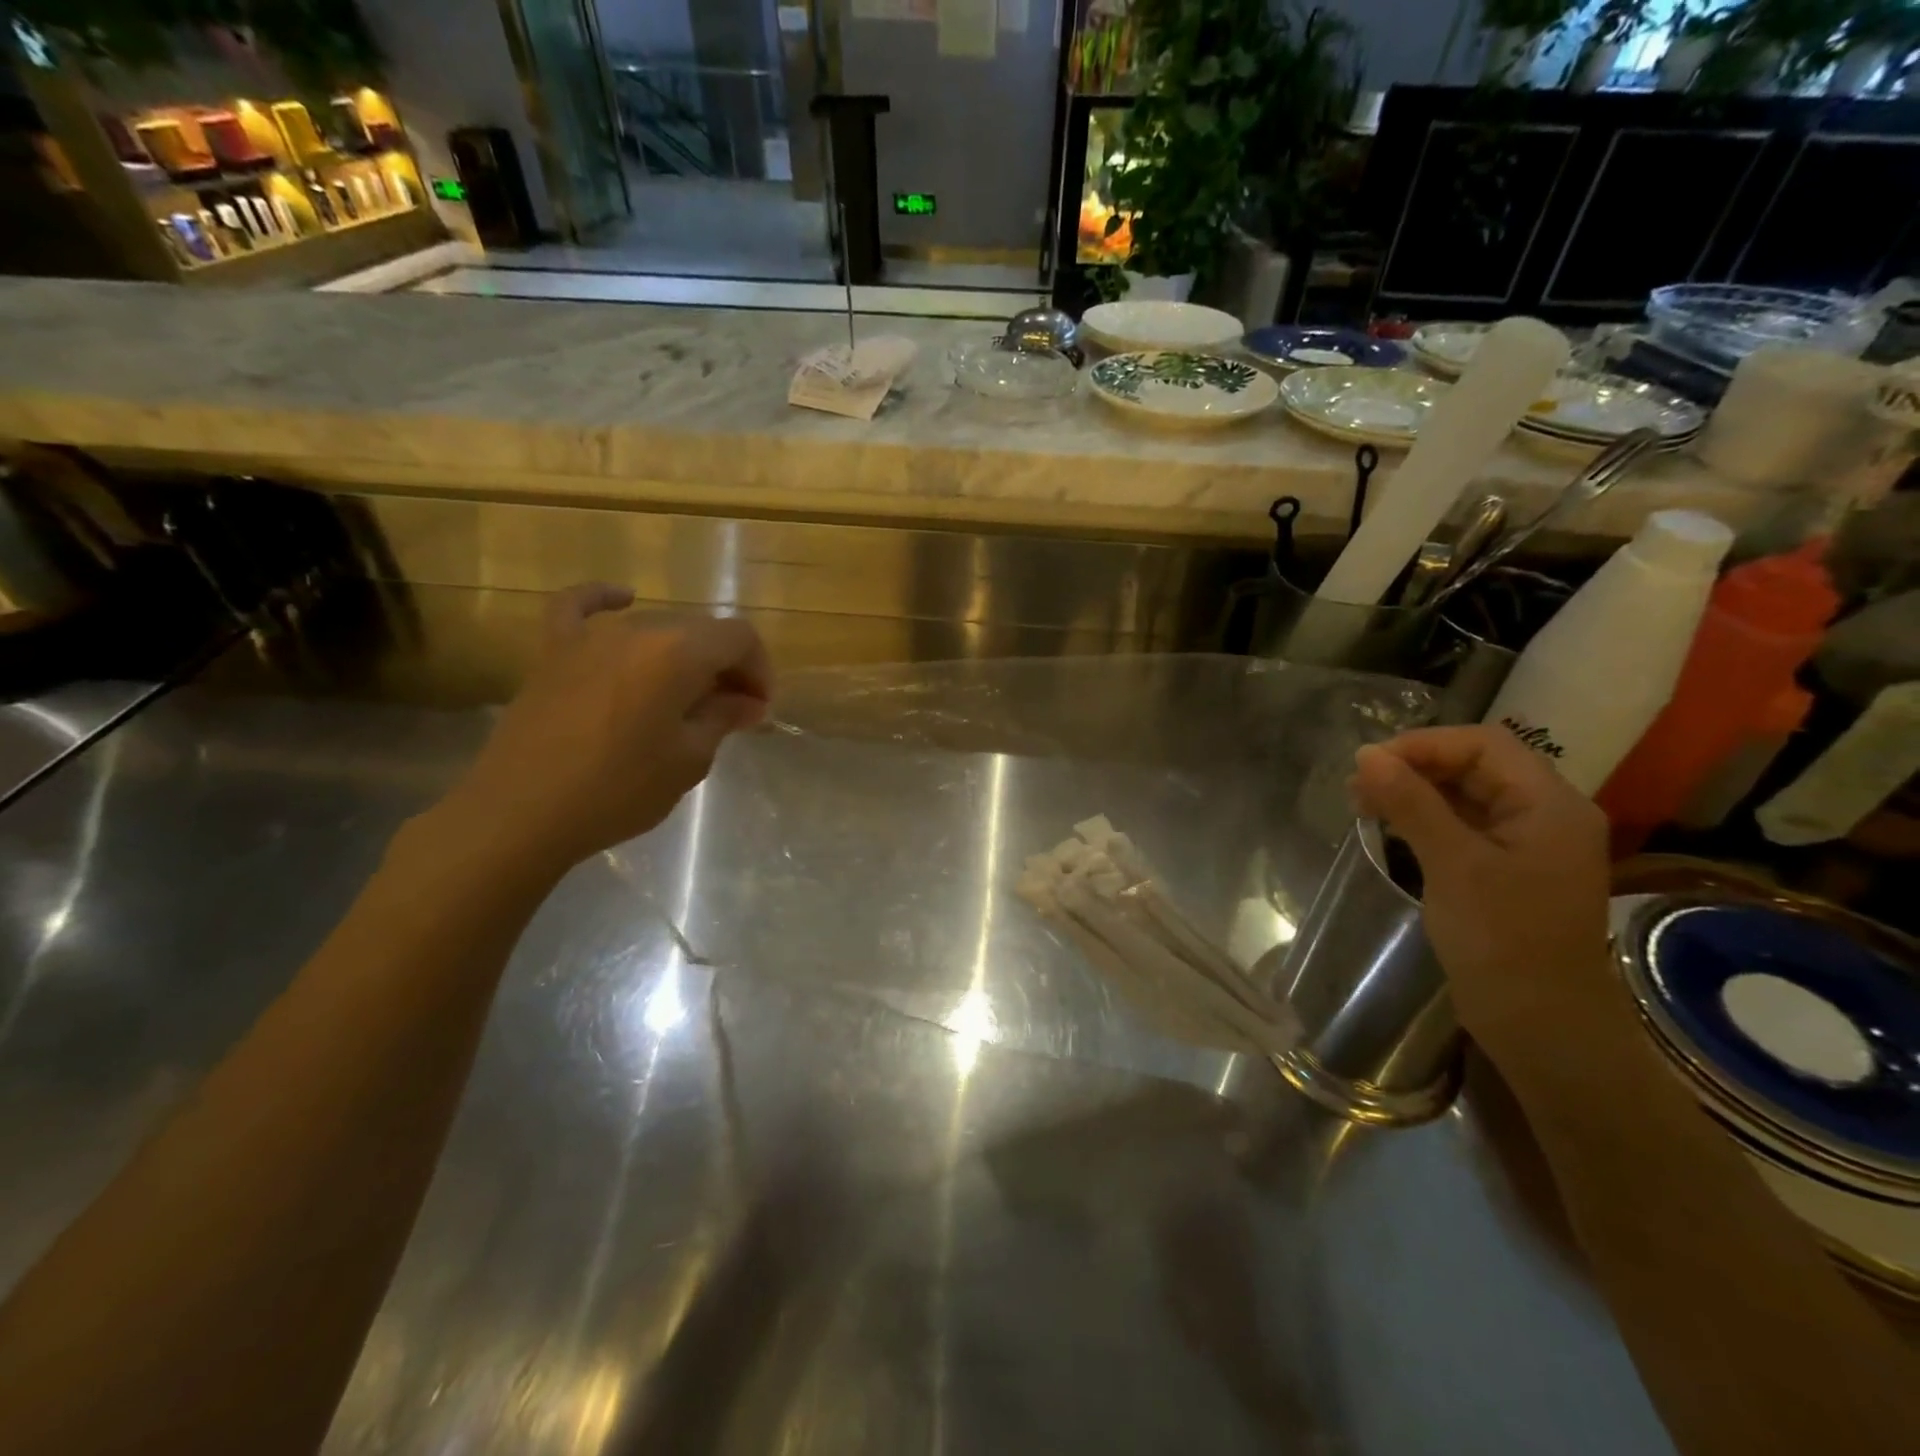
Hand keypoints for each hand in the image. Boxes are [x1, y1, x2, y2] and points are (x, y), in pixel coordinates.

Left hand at [437, 584, 769, 877]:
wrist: (521, 813)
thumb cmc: (618, 789)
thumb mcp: (688, 759)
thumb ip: (723, 718)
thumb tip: (748, 702)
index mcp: (678, 653)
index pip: (739, 638)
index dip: (759, 669)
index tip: (759, 709)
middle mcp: (637, 630)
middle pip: (700, 631)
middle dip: (726, 667)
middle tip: (732, 712)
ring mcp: (590, 637)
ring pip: (654, 628)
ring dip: (683, 655)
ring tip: (688, 695)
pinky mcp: (553, 652)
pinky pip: (579, 608)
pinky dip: (604, 599)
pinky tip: (623, 597)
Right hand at [1349, 726, 1615, 1062]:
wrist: (1541, 1025)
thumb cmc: (1503, 940)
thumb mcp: (1453, 865)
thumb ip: (1411, 804)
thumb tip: (1366, 755)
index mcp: (1550, 805)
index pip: (1483, 745)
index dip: (1423, 745)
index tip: (1368, 765)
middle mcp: (1545, 814)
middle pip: (1475, 766)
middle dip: (1414, 767)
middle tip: (1358, 787)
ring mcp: (1526, 843)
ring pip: (1465, 795)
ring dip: (1414, 792)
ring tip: (1363, 804)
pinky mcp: (1506, 869)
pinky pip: (1463, 825)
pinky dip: (1424, 818)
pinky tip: (1390, 827)